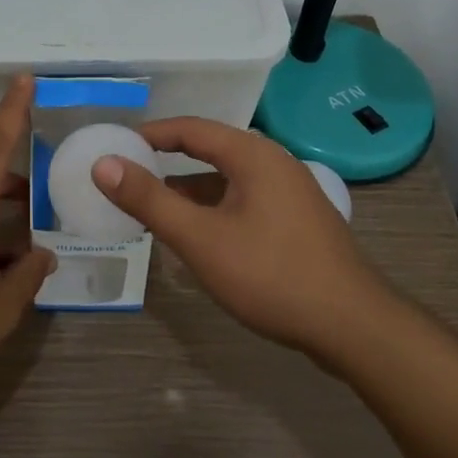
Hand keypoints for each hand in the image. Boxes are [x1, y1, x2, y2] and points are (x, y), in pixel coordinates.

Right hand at [92, 119, 392, 365]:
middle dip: (168, 162)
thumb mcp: (200, 238)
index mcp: (252, 154)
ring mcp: (291, 192)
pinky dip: (215, 208)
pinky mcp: (299, 221)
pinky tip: (201, 235)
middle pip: (210, 150)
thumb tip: (103, 164)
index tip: (117, 146)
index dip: (150, 134)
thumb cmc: (272, 274)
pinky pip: (245, 200)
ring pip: (228, 179)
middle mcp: (274, 163)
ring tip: (156, 208)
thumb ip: (150, 200)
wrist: (355, 328)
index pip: (190, 129)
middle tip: (131, 176)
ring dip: (192, 190)